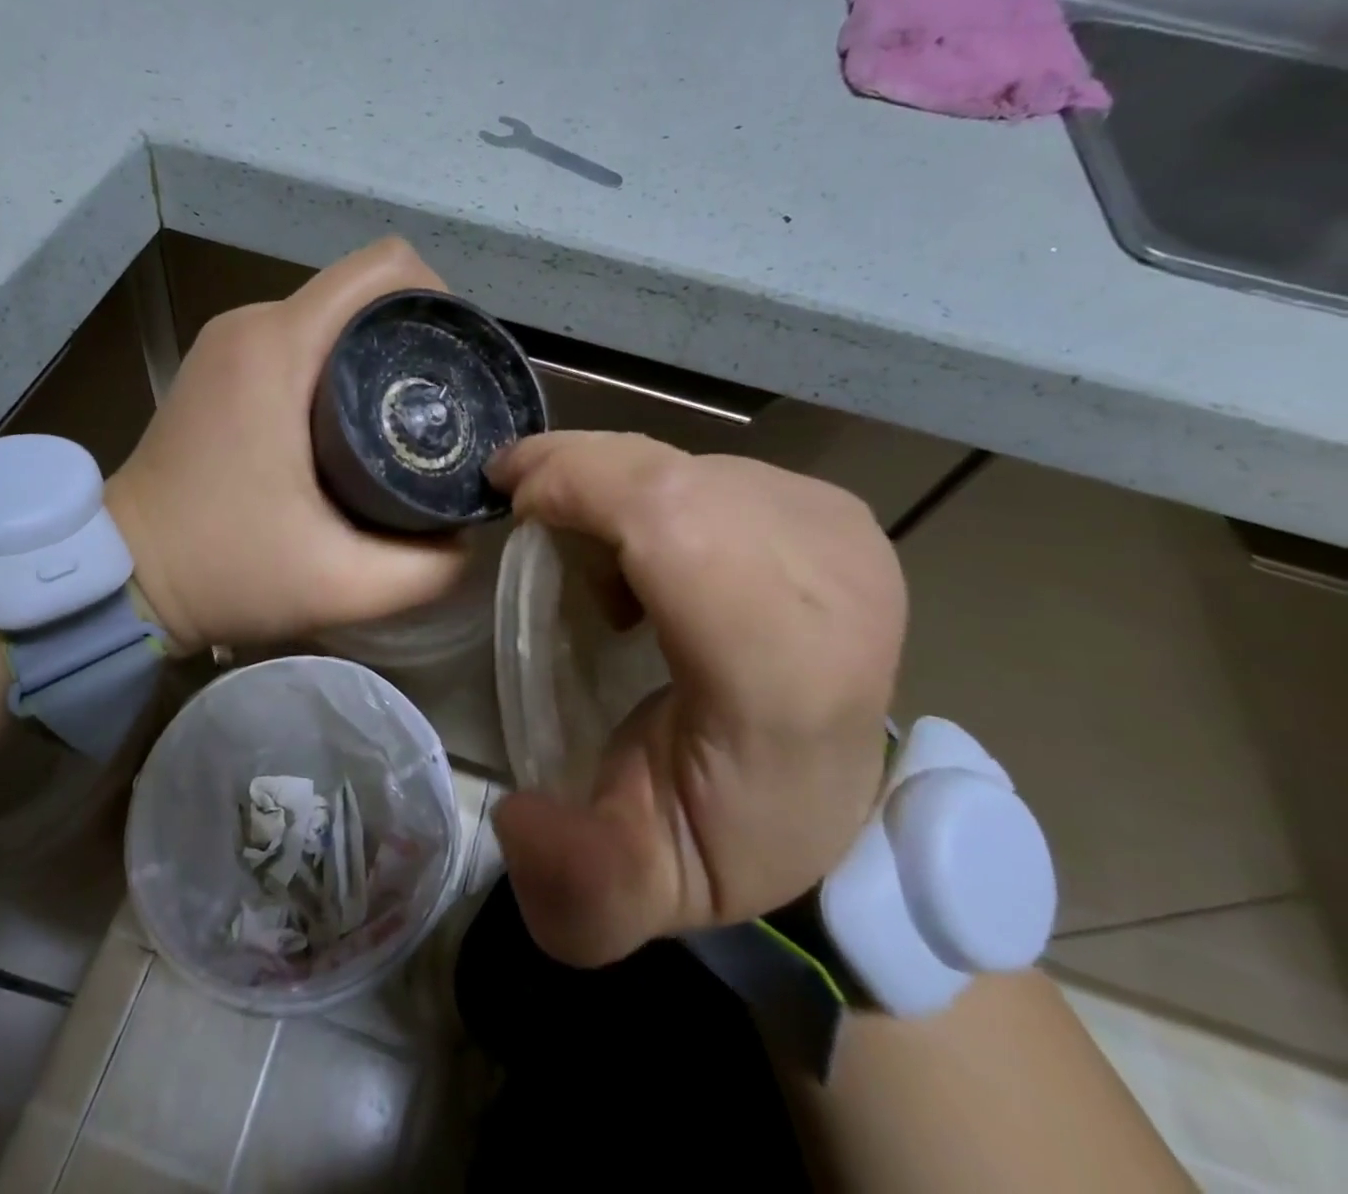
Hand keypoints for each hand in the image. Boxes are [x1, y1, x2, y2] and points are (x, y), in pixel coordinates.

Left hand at [106, 238, 468, 654]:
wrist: (123, 575)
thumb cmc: (225, 570)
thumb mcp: (343, 584)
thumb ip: (428, 566)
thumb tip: (472, 529)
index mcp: (280, 347)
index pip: (384, 269)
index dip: (438, 300)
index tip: (456, 363)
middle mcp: (252, 324)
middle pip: (362, 290)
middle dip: (414, 334)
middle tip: (440, 405)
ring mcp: (230, 339)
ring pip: (332, 312)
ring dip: (376, 350)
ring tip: (401, 417)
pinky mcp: (221, 362)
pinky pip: (300, 335)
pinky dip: (339, 362)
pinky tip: (351, 420)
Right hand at [485, 432, 906, 966]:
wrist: (834, 791)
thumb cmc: (730, 828)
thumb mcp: (646, 887)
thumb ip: (581, 886)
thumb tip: (515, 816)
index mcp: (783, 669)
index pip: (674, 521)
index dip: (577, 485)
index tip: (509, 505)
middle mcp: (829, 581)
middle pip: (667, 473)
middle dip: (575, 475)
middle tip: (522, 510)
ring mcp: (839, 532)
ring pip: (682, 460)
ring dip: (611, 486)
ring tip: (590, 552)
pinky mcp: (830, 508)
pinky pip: (709, 463)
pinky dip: (652, 486)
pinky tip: (646, 544)